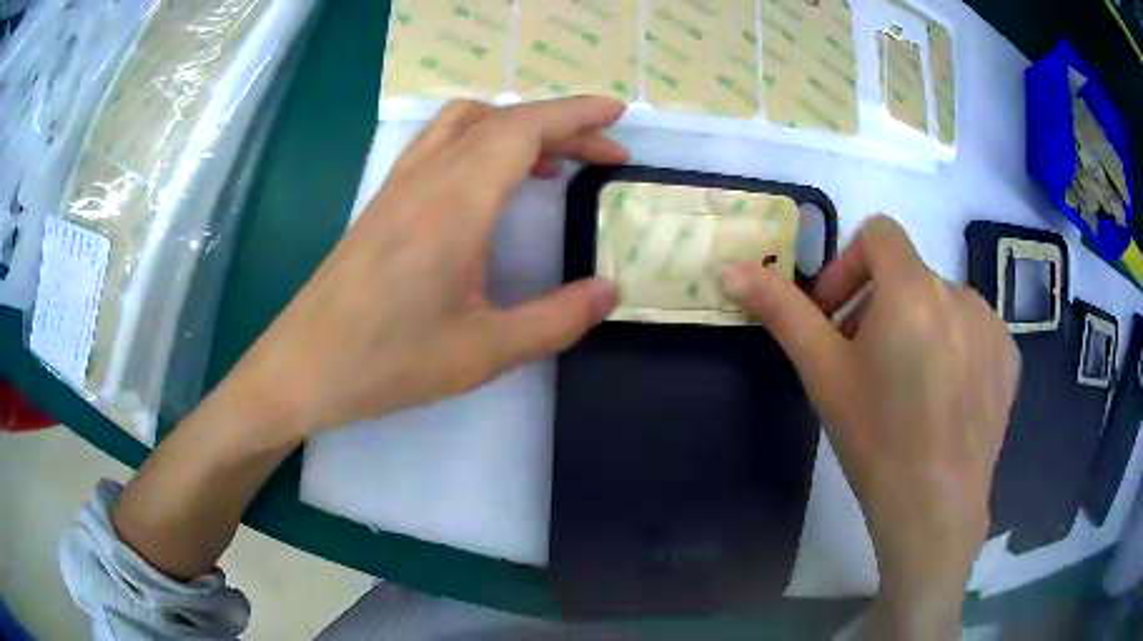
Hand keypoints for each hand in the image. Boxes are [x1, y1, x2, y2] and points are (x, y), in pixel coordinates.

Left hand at [226, 97, 625, 440]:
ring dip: (515, 126)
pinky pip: (439, 145)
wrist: (303, 367)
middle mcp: (425, 178)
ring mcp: (398, 186)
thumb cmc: (388, 362)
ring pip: (464, 123)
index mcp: (455, 204)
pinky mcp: (382, 202)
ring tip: (551, 160)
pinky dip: (479, 142)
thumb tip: (609, 291)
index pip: (524, 129)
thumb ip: (556, 319)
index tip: (618, 113)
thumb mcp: (484, 352)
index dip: (576, 113)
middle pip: (501, 120)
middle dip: (561, 123)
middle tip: (603, 152)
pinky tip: (490, 182)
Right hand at [719, 215, 1018, 638]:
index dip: (850, 265)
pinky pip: (975, 331)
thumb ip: (781, 311)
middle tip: (865, 365)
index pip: (879, 233)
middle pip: (909, 274)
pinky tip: (943, 399)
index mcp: (913, 288)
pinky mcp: (1008, 357)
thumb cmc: (875, 439)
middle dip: (880, 306)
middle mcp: (960, 292)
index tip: (838, 317)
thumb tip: (729, 269)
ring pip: (943, 304)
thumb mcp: (822, 373)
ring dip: (919, 327)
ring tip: (908, 387)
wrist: (935, 507)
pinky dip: (955, 348)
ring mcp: (992, 325)